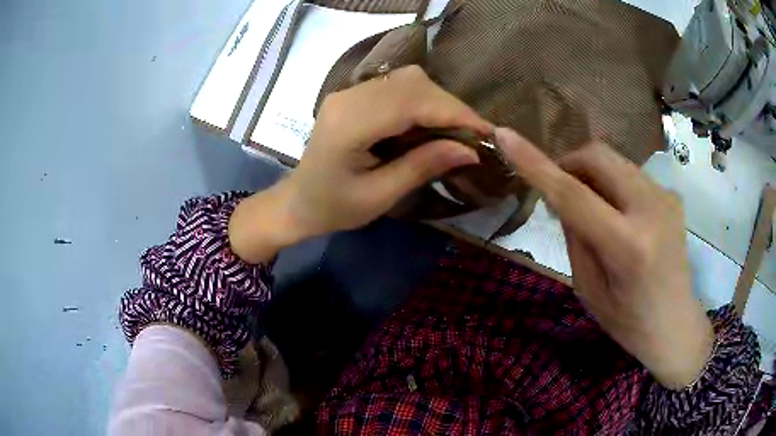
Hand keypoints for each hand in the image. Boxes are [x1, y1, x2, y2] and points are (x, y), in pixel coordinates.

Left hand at [229, 66, 490, 262]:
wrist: (298, 202)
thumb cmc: (334, 208)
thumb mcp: (379, 196)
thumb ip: (422, 166)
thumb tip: (470, 150)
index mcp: (349, 124)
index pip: (411, 103)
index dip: (453, 113)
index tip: (486, 132)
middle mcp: (348, 97)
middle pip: (412, 84)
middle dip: (451, 107)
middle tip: (475, 135)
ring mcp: (349, 92)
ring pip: (408, 80)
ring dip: (439, 102)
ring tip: (458, 131)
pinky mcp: (353, 95)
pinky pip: (397, 87)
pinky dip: (423, 101)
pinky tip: (433, 123)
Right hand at [495, 128, 713, 389]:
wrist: (675, 325)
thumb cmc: (628, 321)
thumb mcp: (589, 288)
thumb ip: (575, 235)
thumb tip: (562, 197)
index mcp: (628, 246)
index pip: (573, 194)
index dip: (535, 163)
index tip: (504, 135)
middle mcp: (651, 209)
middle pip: (598, 156)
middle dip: (569, 163)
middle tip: (558, 191)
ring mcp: (665, 196)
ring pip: (614, 160)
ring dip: (591, 174)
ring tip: (590, 208)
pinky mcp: (671, 194)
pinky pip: (630, 173)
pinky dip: (612, 184)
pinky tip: (615, 213)